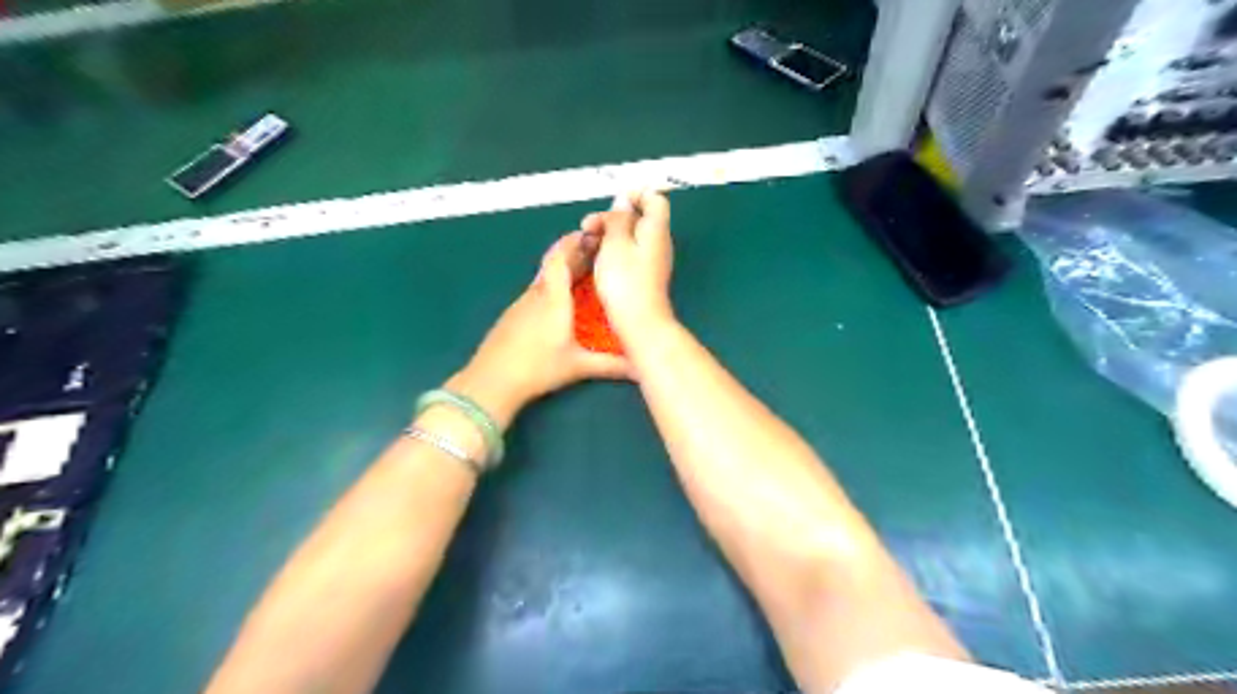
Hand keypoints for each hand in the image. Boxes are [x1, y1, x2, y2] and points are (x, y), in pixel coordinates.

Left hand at [449, 234, 629, 428]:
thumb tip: (640, 368)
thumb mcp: (577, 367)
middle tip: (595, 252)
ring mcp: (521, 305)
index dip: (574, 242)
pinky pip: (535, 293)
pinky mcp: (512, 317)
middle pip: (553, 265)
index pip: (560, 258)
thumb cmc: (537, 368)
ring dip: (561, 271)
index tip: (589, 235)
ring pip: (544, 279)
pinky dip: (550, 288)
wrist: (491, 382)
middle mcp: (536, 296)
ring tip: (582, 274)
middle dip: (573, 254)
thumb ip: (610, 365)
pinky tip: (558, 302)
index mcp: (553, 299)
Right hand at [584, 190, 676, 338]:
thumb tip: (625, 200)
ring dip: (609, 235)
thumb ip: (619, 218)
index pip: (655, 198)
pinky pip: (629, 254)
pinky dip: (613, 251)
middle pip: (639, 217)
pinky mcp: (644, 276)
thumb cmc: (625, 281)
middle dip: (612, 217)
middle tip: (588, 226)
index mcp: (655, 229)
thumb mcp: (615, 243)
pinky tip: (597, 260)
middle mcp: (659, 242)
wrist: (638, 322)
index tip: (611, 203)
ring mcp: (653, 261)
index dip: (635, 194)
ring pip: (631, 237)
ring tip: (587, 243)